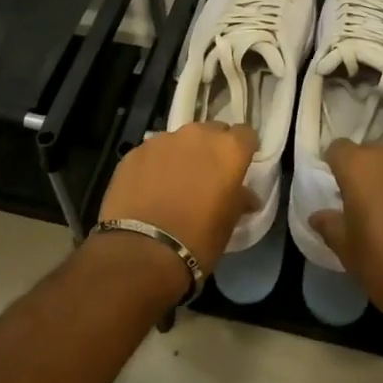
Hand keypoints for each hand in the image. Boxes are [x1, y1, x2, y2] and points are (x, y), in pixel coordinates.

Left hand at [97, 122, 258, 275]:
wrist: (142, 251)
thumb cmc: (198, 239)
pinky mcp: (135, 152)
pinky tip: (150, 189)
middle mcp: (197, 135)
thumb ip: (240, 199)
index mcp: (228, 149)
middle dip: (212, 148)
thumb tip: (247, 196)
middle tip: (208, 175)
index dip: (243, 149)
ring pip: (180, 140)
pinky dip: (156, 165)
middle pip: (212, 131)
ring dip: (182, 155)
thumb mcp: (229, 222)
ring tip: (175, 184)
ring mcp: (163, 140)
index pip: (246, 134)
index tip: (239, 165)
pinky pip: (153, 152)